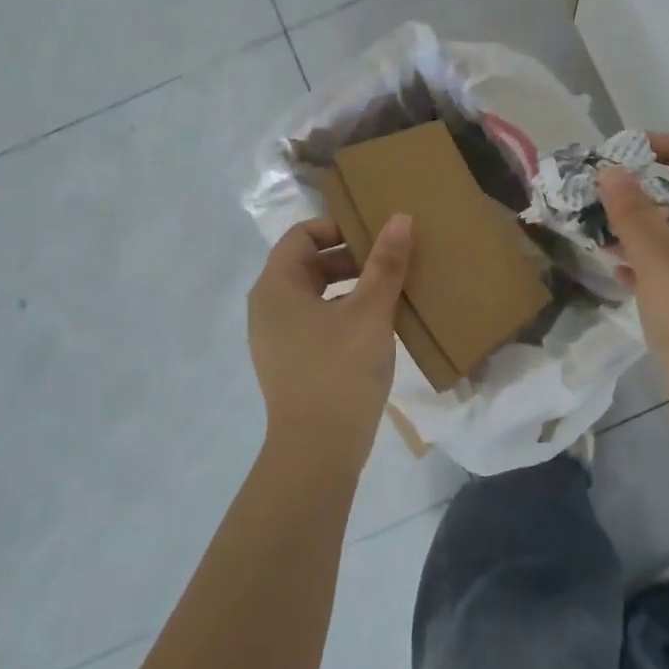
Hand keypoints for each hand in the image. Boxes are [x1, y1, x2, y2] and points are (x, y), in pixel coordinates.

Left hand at [248, 214, 413, 472]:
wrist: (318, 450)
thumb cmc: (340, 370)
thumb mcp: (370, 312)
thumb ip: (386, 263)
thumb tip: (400, 218)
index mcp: (276, 287)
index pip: (302, 235)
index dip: (339, 228)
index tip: (376, 237)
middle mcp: (267, 307)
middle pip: (308, 264)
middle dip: (350, 258)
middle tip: (391, 262)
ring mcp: (276, 338)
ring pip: (315, 295)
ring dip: (350, 286)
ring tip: (390, 292)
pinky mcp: (290, 362)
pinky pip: (316, 321)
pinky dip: (343, 313)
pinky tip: (376, 327)